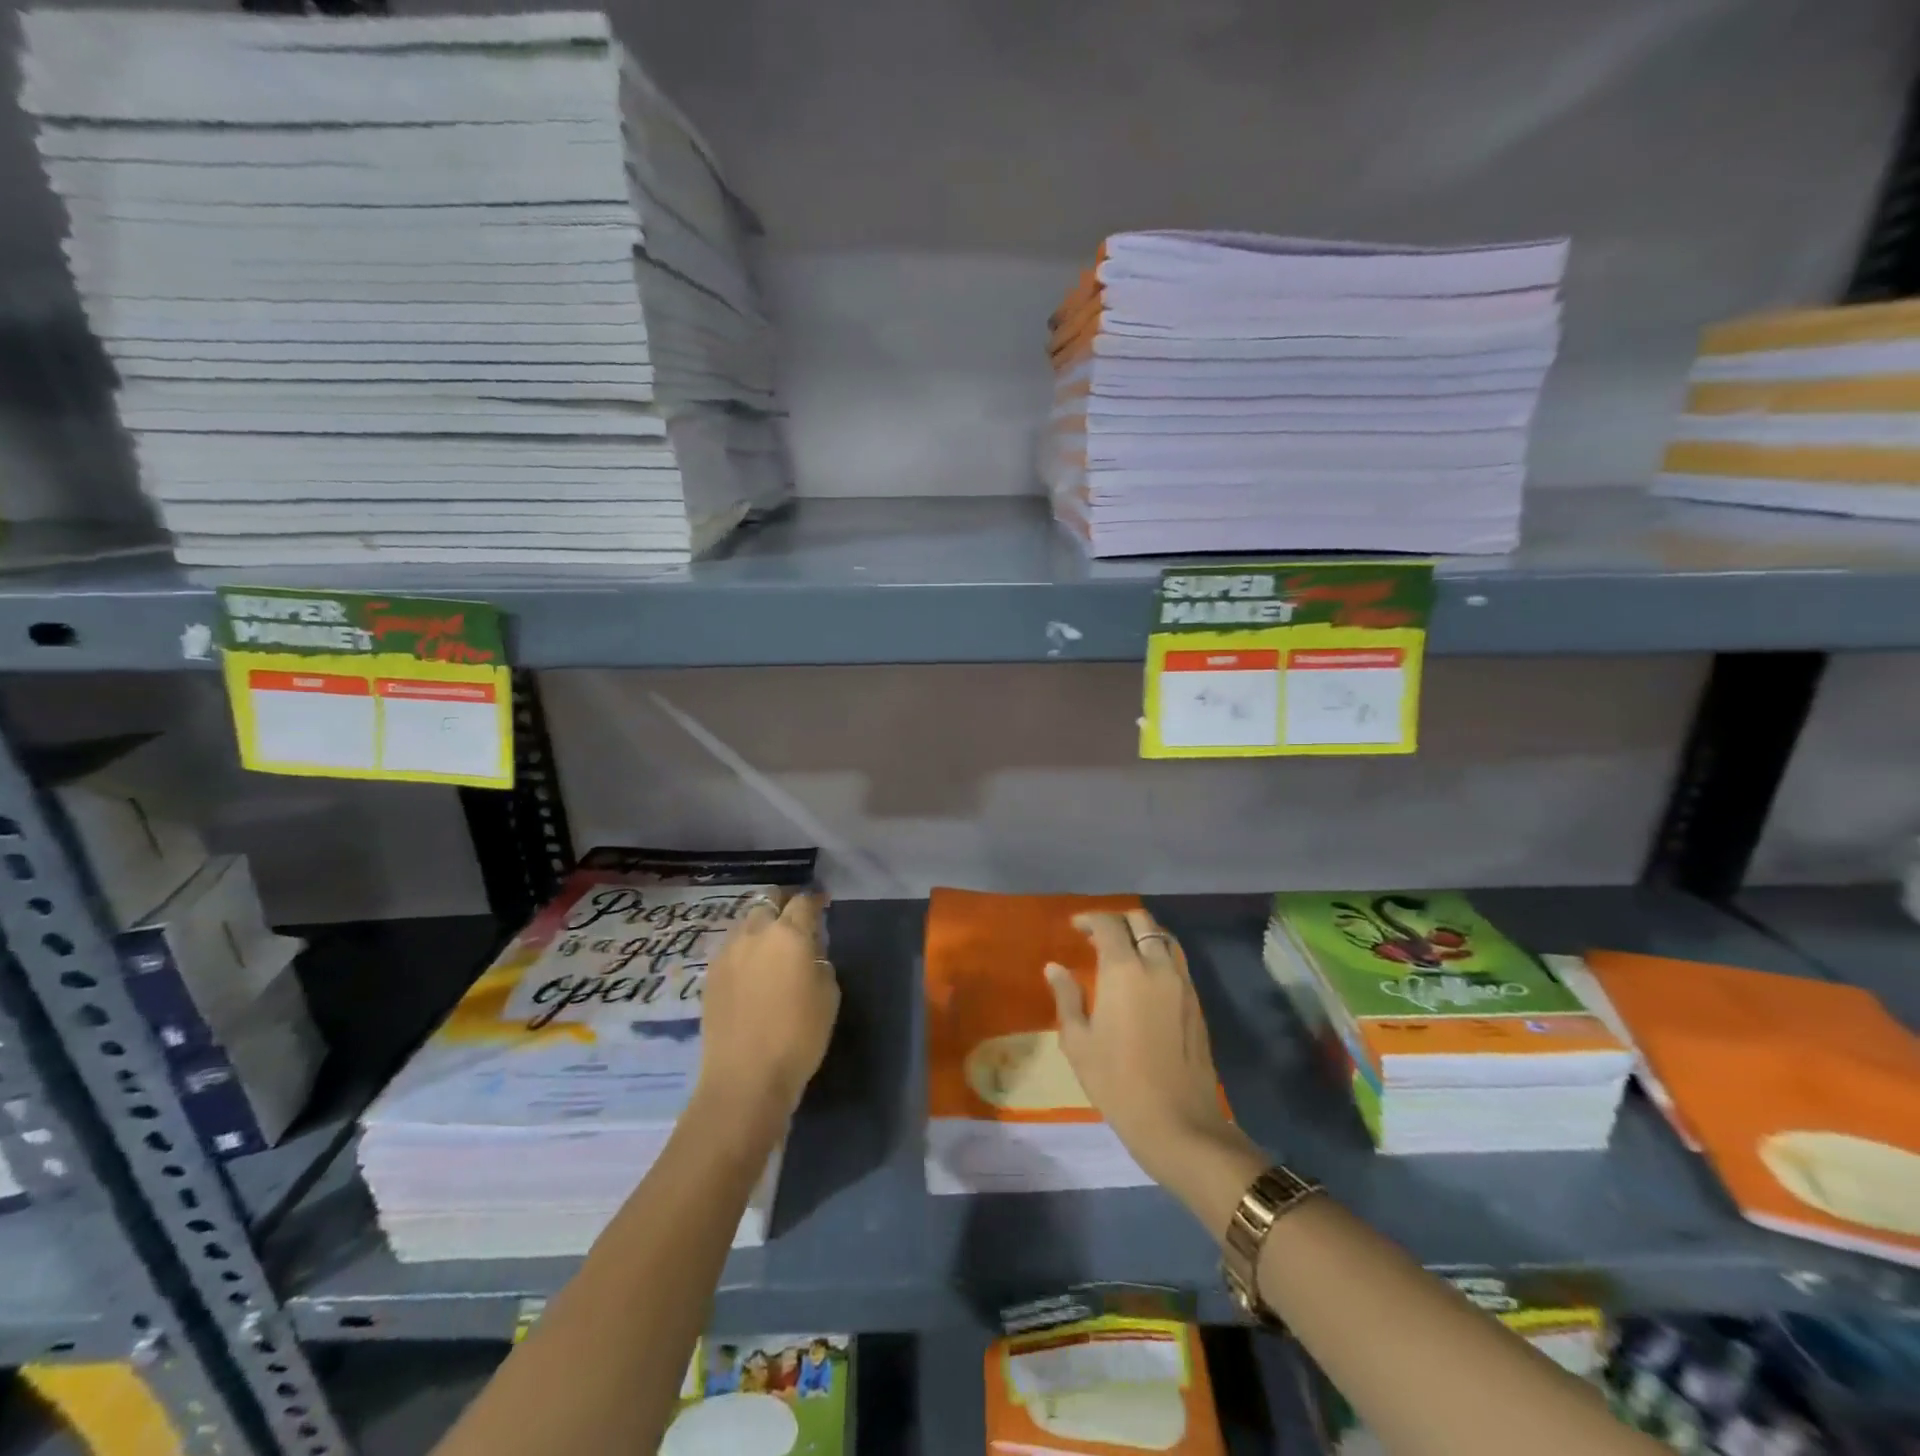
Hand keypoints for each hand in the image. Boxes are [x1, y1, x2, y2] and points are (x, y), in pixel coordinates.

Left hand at [698, 891, 839, 1125]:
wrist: (745, 1078)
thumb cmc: (799, 1036)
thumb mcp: (828, 994)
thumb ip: (819, 961)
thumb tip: (809, 950)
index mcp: (789, 934)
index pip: (803, 902)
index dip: (815, 900)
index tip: (823, 904)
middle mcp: (755, 934)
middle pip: (767, 901)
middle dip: (783, 903)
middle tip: (795, 918)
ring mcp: (727, 953)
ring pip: (745, 922)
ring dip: (761, 924)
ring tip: (771, 943)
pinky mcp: (710, 975)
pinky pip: (730, 947)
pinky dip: (744, 948)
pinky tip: (752, 967)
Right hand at [1046, 909, 1253, 1189]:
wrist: (1177, 1122)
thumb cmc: (1117, 1082)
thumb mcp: (1078, 1041)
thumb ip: (1067, 997)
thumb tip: (1055, 968)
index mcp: (1124, 971)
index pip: (1108, 925)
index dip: (1089, 919)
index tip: (1074, 928)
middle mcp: (1157, 966)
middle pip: (1141, 921)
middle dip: (1117, 920)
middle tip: (1097, 935)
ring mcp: (1182, 983)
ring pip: (1164, 938)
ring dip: (1142, 934)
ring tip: (1122, 950)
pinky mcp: (1196, 1002)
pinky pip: (1177, 961)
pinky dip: (1158, 953)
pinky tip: (1144, 975)